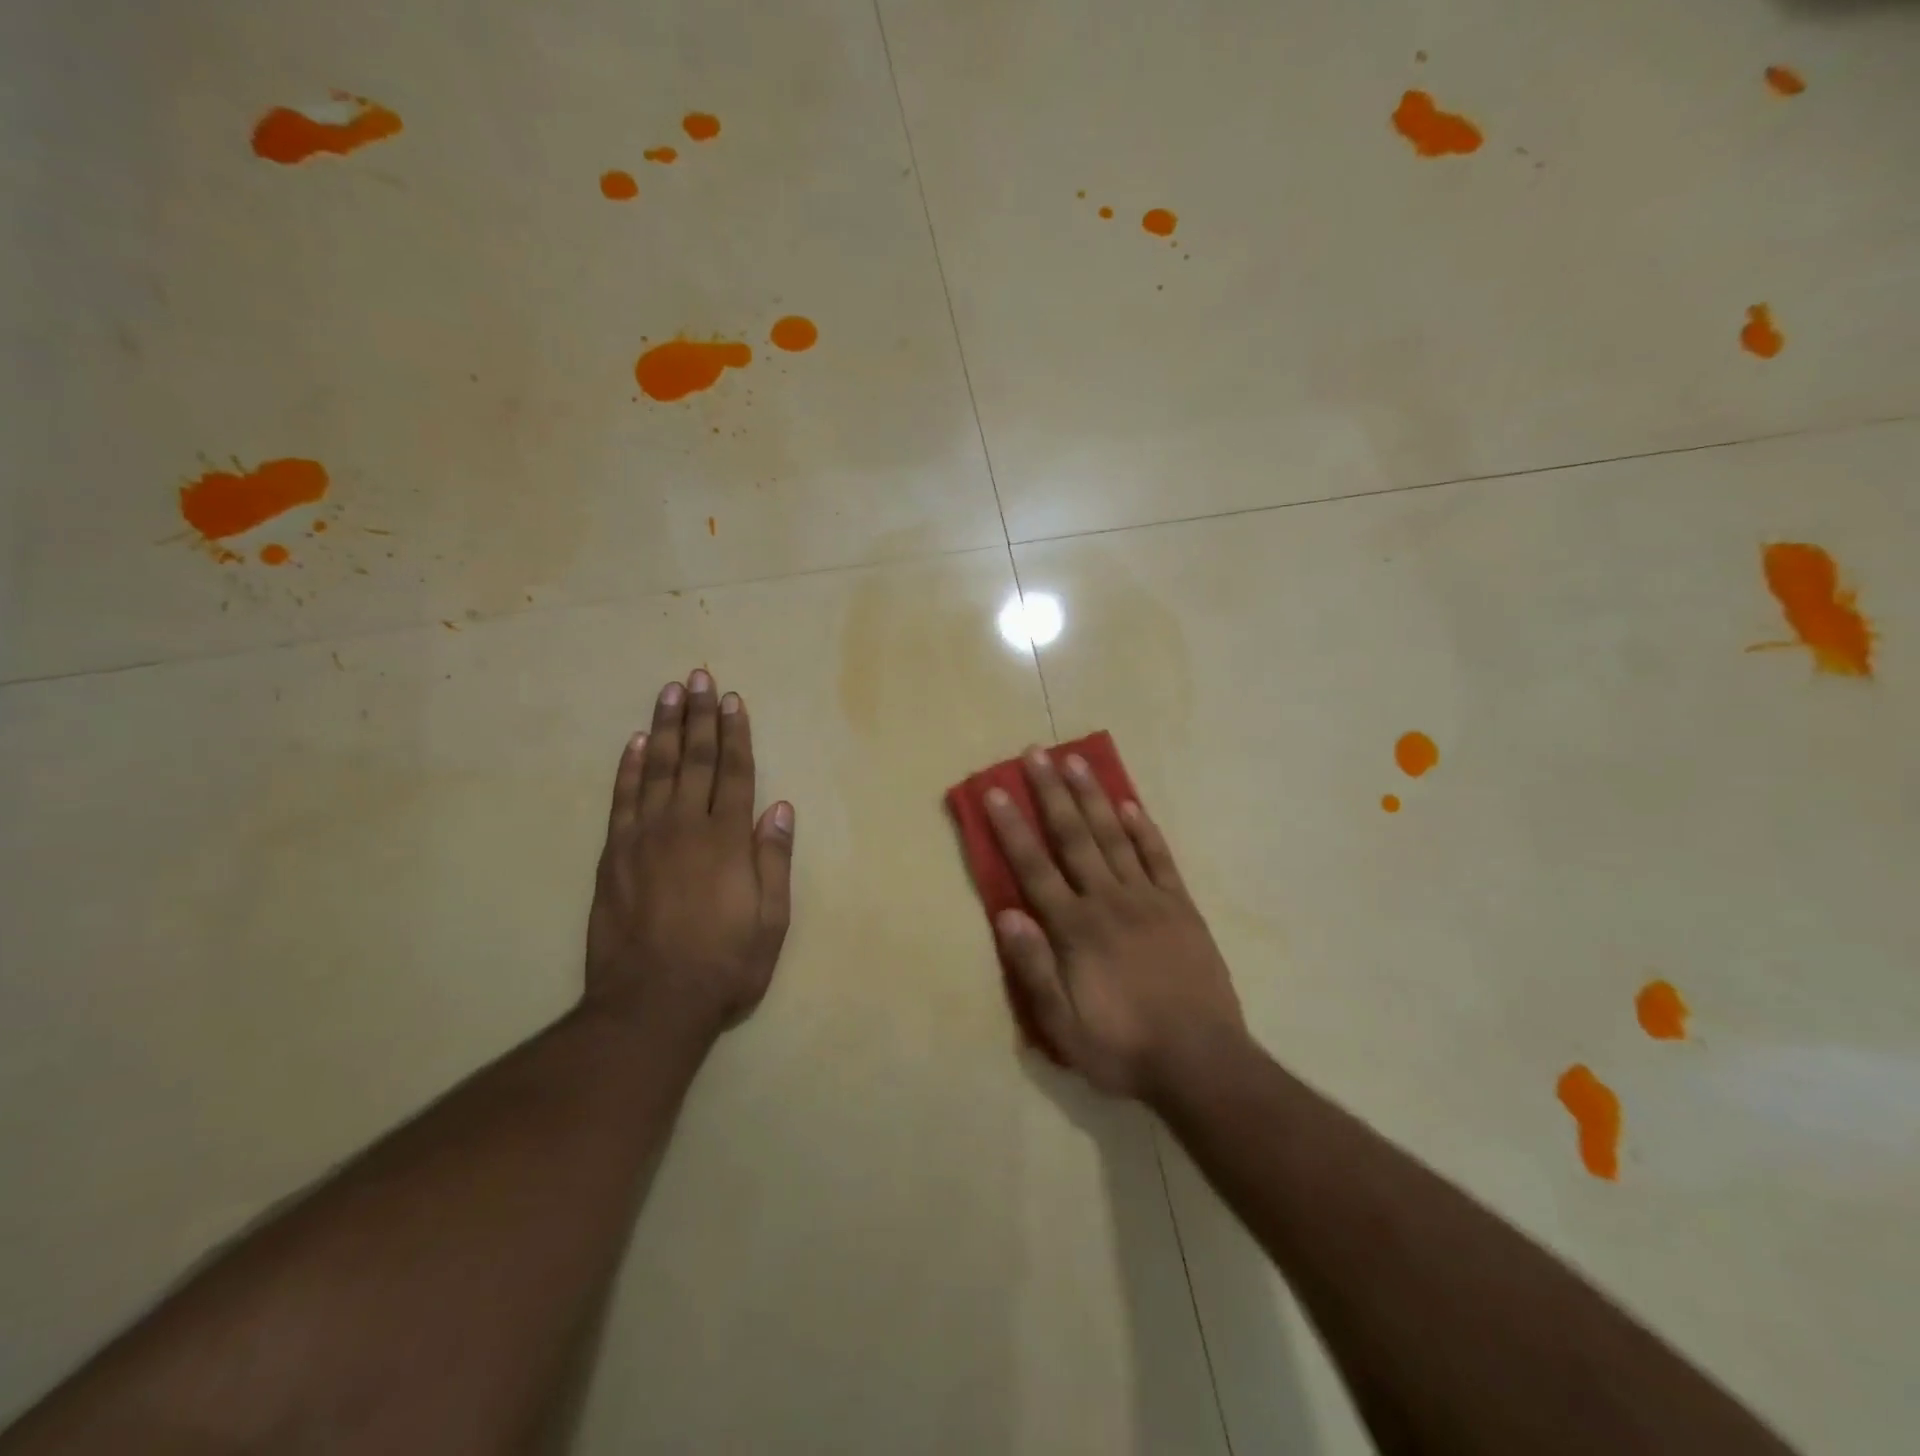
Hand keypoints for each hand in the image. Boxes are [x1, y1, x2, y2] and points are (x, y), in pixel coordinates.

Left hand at [585, 669, 794, 1041]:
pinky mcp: (613, 855)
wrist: (651, 1003)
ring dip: (663, 727)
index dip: (735, 734)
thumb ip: (773, 860)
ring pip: (655, 769)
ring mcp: (643, 838)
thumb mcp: (770, 920)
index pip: (734, 773)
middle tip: (698, 677)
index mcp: (727, 840)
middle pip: (694, 759)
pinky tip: (633, 743)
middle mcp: (685, 827)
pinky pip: (621, 799)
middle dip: (699, 716)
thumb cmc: (724, 964)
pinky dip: (627, 768)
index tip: (732, 700)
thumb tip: (779, 808)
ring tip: (669, 692)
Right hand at [986, 748, 1245, 1101]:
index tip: (996, 791)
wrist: (1201, 1061)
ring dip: (1093, 796)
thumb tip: (1007, 914)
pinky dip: (1144, 829)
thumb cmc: (1123, 1047)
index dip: (1012, 828)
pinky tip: (1130, 804)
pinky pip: (1159, 858)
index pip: (1035, 868)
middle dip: (1051, 793)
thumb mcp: (1063, 1027)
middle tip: (1035, 753)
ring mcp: (1149, 899)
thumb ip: (1034, 970)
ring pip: (1114, 836)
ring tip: (1076, 761)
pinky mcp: (1181, 907)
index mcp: (1075, 929)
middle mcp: (1108, 901)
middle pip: (1074, 837)